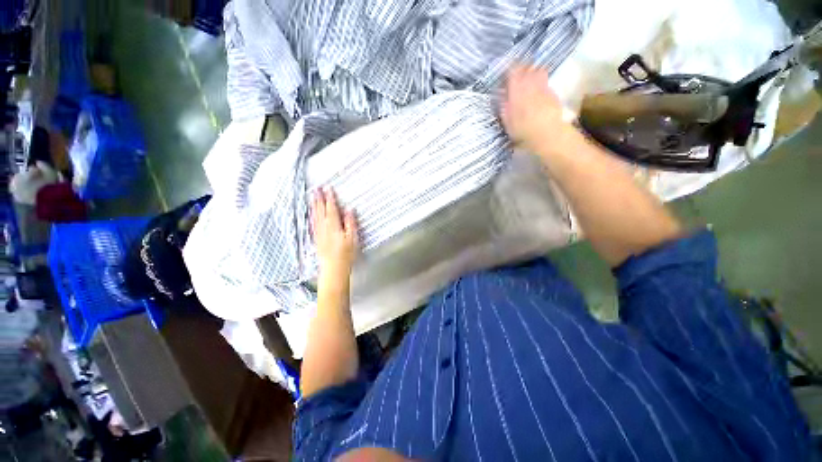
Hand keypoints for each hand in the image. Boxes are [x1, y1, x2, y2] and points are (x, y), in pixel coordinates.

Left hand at [311, 187, 359, 276]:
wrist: (334, 268)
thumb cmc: (346, 253)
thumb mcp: (352, 238)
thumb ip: (350, 223)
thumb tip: (349, 210)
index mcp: (334, 226)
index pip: (331, 208)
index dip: (330, 198)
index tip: (328, 188)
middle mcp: (324, 227)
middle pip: (321, 210)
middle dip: (319, 198)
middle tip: (316, 188)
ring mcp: (319, 232)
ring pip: (315, 215)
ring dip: (313, 205)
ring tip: (312, 196)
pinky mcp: (316, 238)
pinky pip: (313, 223)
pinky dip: (312, 215)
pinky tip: (311, 213)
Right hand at [501, 64, 571, 151]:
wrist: (546, 133)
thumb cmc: (523, 129)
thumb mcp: (507, 121)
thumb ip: (504, 106)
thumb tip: (502, 97)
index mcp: (517, 89)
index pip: (513, 71)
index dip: (509, 69)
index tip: (505, 73)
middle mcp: (531, 83)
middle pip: (527, 67)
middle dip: (521, 68)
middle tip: (517, 74)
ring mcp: (544, 86)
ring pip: (538, 71)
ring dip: (532, 72)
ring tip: (528, 79)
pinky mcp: (553, 93)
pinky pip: (545, 82)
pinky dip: (540, 83)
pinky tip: (538, 92)